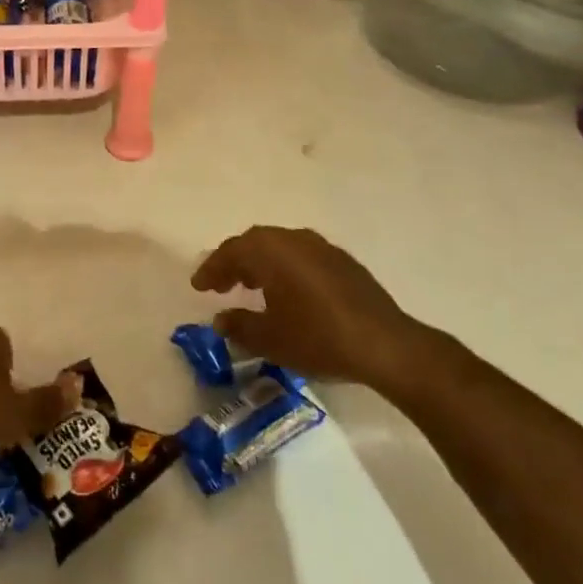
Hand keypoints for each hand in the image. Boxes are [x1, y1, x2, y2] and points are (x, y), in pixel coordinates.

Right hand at [191, 226, 423, 390]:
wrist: (384, 344)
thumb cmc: (317, 337)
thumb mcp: (270, 339)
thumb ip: (239, 325)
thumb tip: (222, 319)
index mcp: (271, 251)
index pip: (231, 252)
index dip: (211, 269)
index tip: (198, 286)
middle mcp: (294, 239)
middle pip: (255, 243)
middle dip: (234, 262)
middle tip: (220, 283)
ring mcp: (322, 247)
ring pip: (280, 247)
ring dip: (260, 264)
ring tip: (250, 287)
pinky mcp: (343, 262)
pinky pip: (301, 256)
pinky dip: (285, 268)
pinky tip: (287, 292)